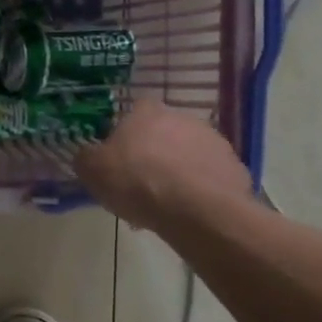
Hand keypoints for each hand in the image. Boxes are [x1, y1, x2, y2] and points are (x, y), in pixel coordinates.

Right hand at [74, 99, 253, 231]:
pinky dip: (202, 188)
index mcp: (147, 113)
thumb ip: (86, 158)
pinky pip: (211, 176)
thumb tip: (87, 155)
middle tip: (142, 183)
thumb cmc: (137, 182)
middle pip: (164, 132)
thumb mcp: (93, 171)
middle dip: (155, 152)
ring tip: (167, 204)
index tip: (121, 155)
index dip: (127, 131)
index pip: (136, 109)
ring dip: (179, 170)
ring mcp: (213, 141)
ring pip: (189, 154)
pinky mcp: (235, 167)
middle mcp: (183, 118)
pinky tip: (191, 211)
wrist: (196, 210)